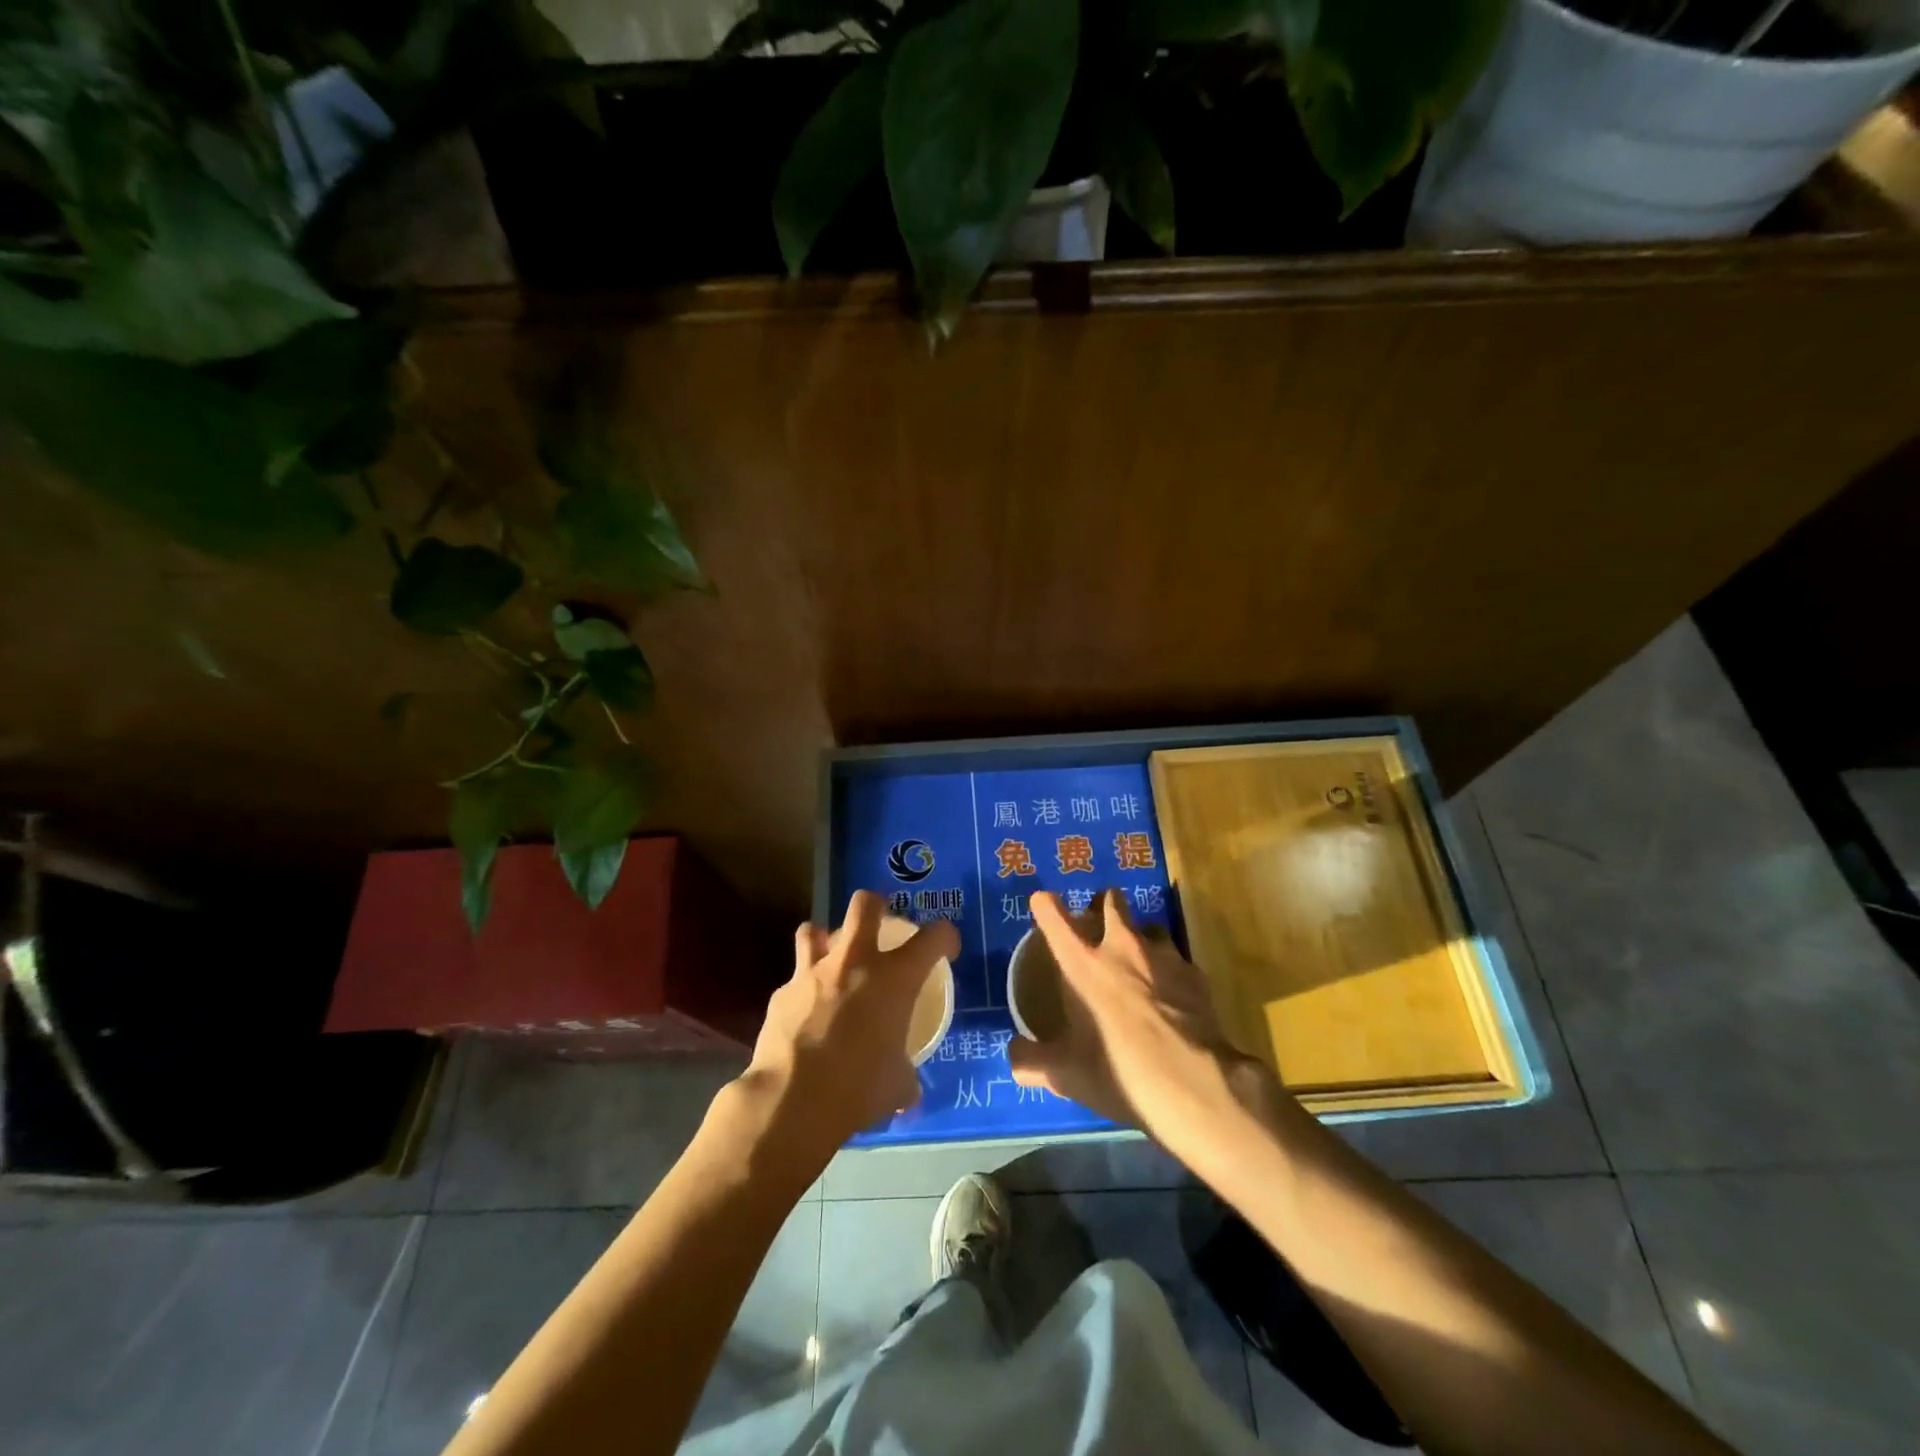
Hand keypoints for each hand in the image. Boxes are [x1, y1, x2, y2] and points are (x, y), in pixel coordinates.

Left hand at [741, 890, 959, 1157]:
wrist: (792, 1101)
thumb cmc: (858, 1089)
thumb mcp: (897, 1086)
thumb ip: (905, 1077)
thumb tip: (908, 1090)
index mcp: (895, 978)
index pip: (933, 937)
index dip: (945, 937)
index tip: (946, 949)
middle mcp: (855, 963)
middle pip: (865, 904)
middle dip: (875, 906)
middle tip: (880, 925)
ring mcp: (812, 973)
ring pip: (815, 929)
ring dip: (826, 940)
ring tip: (832, 961)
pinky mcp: (781, 993)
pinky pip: (794, 980)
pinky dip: (802, 990)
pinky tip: (804, 1014)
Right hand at [1008, 889, 1268, 1152]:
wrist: (1194, 1086)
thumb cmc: (1119, 1072)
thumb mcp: (1066, 1076)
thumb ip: (1032, 1062)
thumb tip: (1014, 1057)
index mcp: (1082, 964)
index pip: (1054, 918)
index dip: (1045, 906)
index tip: (1042, 902)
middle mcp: (1122, 948)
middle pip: (1111, 902)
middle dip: (1104, 904)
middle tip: (1099, 920)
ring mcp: (1164, 957)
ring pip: (1150, 927)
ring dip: (1141, 937)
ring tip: (1140, 959)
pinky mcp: (1196, 975)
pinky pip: (1178, 960)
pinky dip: (1171, 970)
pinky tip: (1172, 995)